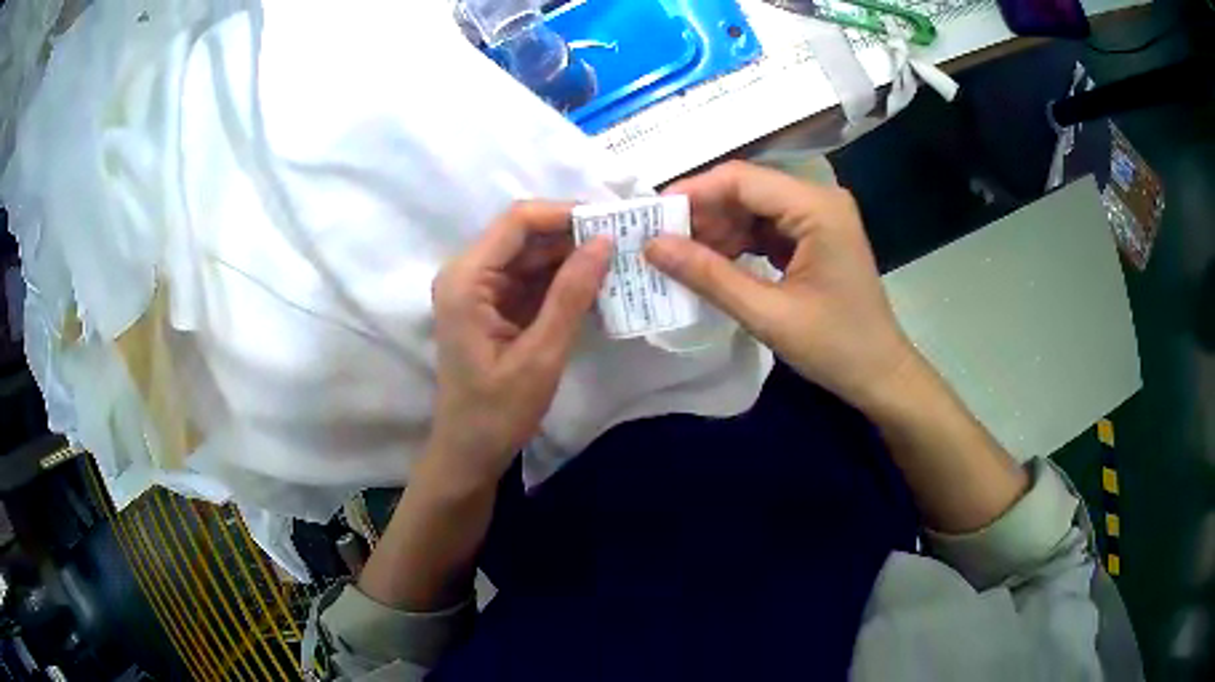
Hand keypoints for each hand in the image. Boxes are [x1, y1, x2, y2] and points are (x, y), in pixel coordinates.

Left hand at [425, 202, 611, 489]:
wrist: (469, 452)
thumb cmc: (498, 412)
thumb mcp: (541, 355)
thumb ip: (571, 295)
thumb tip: (605, 242)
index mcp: (466, 279)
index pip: (517, 222)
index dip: (565, 213)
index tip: (613, 223)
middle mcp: (467, 273)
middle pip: (524, 234)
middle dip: (573, 235)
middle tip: (625, 243)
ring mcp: (478, 289)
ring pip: (530, 255)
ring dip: (571, 257)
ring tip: (618, 262)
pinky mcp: (492, 305)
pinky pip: (530, 278)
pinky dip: (561, 280)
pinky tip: (596, 285)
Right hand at [645, 161, 916, 409]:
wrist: (880, 374)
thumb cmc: (835, 347)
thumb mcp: (768, 314)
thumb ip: (709, 276)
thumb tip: (652, 246)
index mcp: (817, 208)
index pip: (742, 179)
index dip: (693, 193)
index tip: (651, 218)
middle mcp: (819, 200)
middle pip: (747, 189)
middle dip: (703, 214)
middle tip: (661, 244)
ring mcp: (820, 217)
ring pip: (753, 208)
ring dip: (718, 231)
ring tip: (682, 259)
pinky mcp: (816, 236)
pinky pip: (767, 228)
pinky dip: (739, 244)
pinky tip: (714, 265)